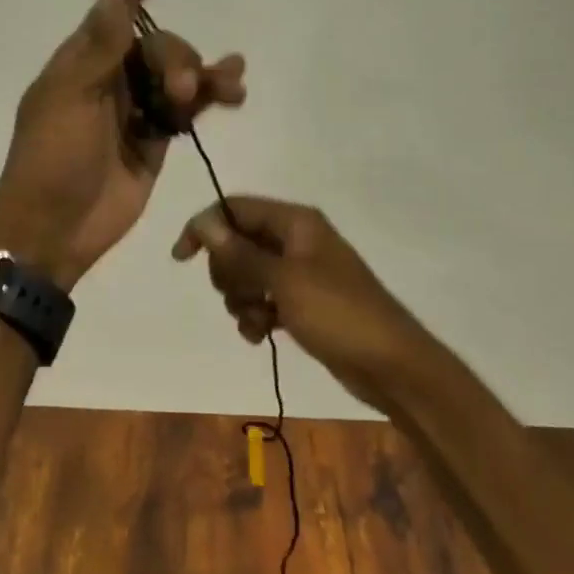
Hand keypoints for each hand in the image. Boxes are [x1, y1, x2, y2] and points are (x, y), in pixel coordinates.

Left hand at [0, 0, 245, 289]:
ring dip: (204, 72)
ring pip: (177, 74)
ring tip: (229, 84)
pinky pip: (186, 108)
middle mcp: (109, 78)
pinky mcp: (154, 139)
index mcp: (81, 61)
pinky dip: (208, 97)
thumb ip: (99, 47)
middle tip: (179, 90)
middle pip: (158, 45)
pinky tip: (232, 91)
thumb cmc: (51, 160)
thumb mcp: (70, 99)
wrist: (54, 229)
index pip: (116, 9)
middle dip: (177, 58)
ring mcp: (133, 109)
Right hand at [172, 196, 422, 409]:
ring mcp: (299, 273)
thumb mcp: (283, 281)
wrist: (391, 366)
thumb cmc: (338, 314)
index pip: (235, 208)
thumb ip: (240, 253)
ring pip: (246, 275)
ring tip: (258, 321)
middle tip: (242, 295)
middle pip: (237, 242)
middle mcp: (295, 240)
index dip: (205, 228)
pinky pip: (263, 300)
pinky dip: (256, 316)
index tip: (182, 259)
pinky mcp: (302, 303)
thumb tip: (204, 224)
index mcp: (295, 222)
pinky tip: (261, 336)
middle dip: (228, 272)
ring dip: (241, 300)